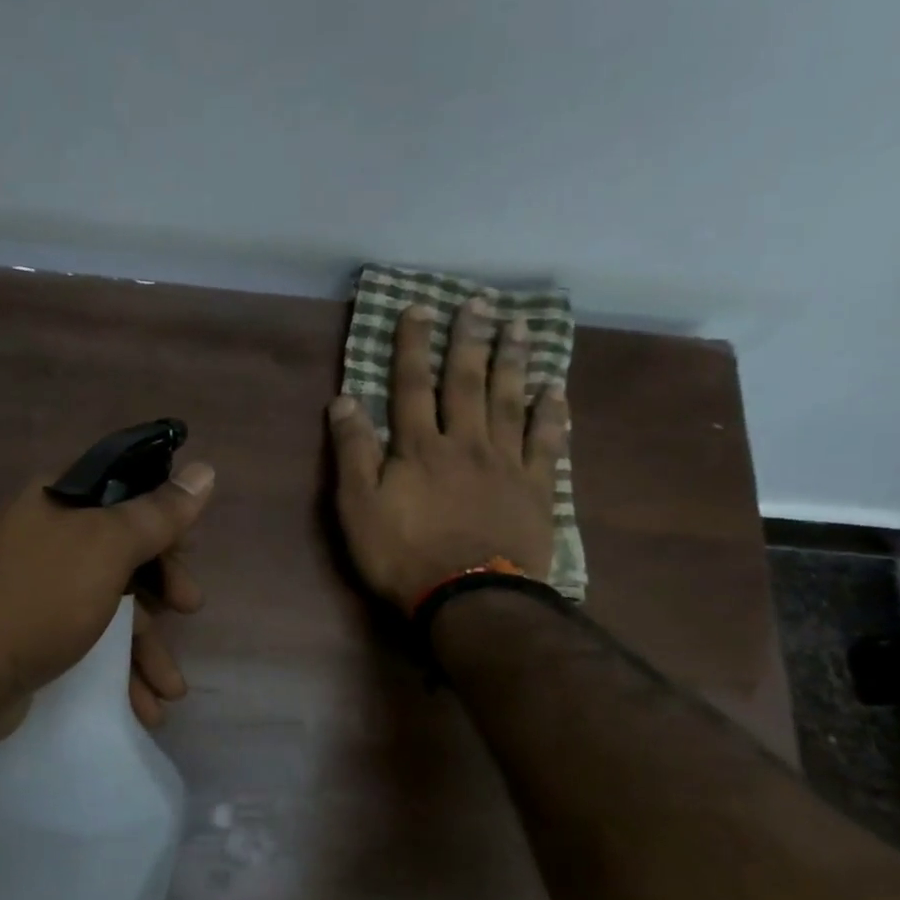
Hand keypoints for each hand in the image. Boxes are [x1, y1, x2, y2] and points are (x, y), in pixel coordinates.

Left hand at [0, 459, 216, 737]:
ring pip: (109, 604)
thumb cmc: (39, 597)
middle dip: (162, 588)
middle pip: (122, 552)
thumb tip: (204, 470)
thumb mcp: (106, 547)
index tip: (188, 551)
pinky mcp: (31, 633)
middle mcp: (45, 536)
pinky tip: (143, 705)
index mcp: (58, 501)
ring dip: (146, 646)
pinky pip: (87, 640)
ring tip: (171, 690)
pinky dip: (118, 669)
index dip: (163, 519)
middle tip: (189, 608)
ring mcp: (36, 587)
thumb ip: (157, 513)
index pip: (125, 493)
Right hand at [328, 299, 566, 611]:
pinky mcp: (535, 488)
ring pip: (509, 401)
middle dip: (468, 339)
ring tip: (518, 325)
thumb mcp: (358, 506)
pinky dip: (552, 412)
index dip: (411, 345)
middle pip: (466, 382)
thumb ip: (352, 452)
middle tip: (480, 301)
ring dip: (512, 361)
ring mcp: (505, 462)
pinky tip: (556, 387)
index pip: (411, 385)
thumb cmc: (403, 554)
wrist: (470, 597)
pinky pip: (547, 441)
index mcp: (418, 447)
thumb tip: (344, 400)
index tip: (417, 307)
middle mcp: (464, 442)